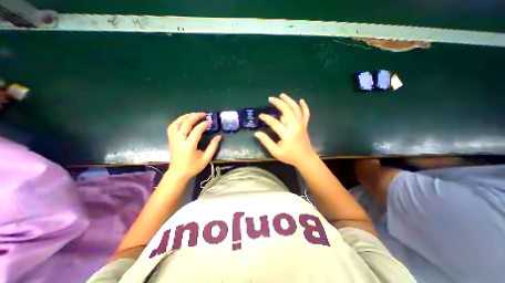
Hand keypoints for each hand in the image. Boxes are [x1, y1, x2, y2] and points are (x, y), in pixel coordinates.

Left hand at [167, 111, 220, 178]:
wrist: (178, 173)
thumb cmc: (193, 167)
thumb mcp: (206, 158)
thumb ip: (213, 147)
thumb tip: (218, 136)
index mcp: (189, 146)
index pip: (196, 130)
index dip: (204, 124)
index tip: (210, 122)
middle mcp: (179, 140)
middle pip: (185, 124)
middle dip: (195, 116)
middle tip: (203, 114)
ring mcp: (173, 139)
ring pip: (176, 123)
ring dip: (185, 117)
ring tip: (193, 114)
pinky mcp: (171, 140)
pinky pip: (172, 127)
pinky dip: (178, 121)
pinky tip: (184, 120)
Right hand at [257, 93, 314, 167]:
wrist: (305, 158)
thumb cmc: (289, 156)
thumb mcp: (275, 152)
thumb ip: (266, 142)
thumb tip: (257, 133)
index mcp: (287, 134)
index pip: (274, 122)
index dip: (266, 118)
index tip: (260, 115)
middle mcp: (295, 127)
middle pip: (287, 110)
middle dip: (278, 103)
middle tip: (271, 98)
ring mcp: (301, 125)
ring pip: (296, 109)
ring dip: (289, 100)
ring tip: (282, 95)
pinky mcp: (305, 125)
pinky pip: (306, 114)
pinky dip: (304, 106)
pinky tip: (301, 100)